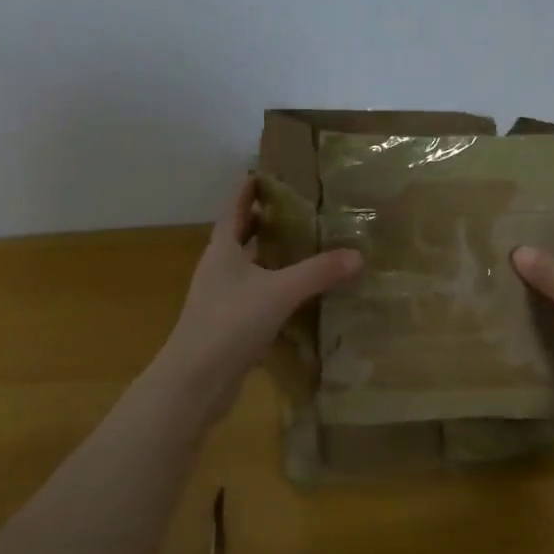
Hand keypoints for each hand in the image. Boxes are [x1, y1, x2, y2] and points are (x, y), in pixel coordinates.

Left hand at [156, 176, 362, 421]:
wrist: (196, 381)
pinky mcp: (229, 326)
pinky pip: (256, 299)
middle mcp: (219, 270)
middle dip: (266, 223)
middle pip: (241, 237)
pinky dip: (275, 291)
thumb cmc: (230, 323)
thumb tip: (358, 255)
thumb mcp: (280, 291)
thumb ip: (318, 272)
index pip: (235, 209)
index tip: (268, 173)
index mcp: (222, 250)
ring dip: (272, 258)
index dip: (249, 190)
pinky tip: (299, 297)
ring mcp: (221, 300)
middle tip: (299, 210)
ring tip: (306, 248)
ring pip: (250, 269)